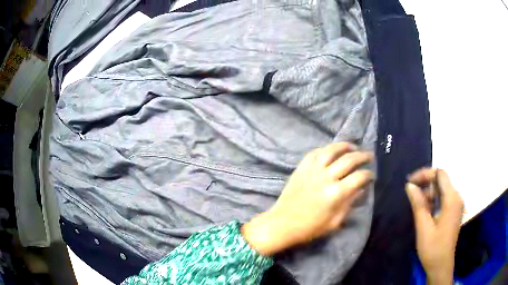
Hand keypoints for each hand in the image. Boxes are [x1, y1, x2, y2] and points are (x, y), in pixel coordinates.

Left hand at [242, 143, 373, 255]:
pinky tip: (331, 150)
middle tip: (369, 156)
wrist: (282, 224)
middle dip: (362, 156)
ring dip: (344, 146)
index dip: (369, 174)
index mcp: (336, 193)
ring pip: (331, 150)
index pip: (359, 177)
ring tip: (353, 147)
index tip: (372, 175)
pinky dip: (325, 149)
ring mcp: (312, 170)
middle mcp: (326, 177)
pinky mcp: (301, 168)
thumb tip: (361, 189)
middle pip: (349, 160)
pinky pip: (314, 153)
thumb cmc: (310, 228)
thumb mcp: (335, 222)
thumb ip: (350, 203)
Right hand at [405, 168, 463, 284]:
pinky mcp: (453, 211)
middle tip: (412, 197)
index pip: (440, 174)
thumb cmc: (433, 248)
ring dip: (429, 194)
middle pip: (441, 180)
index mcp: (452, 199)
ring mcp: (456, 204)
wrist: (441, 266)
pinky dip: (433, 201)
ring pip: (441, 189)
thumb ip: (418, 204)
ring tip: (417, 208)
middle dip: (426, 185)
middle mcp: (456, 197)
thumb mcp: (423, 227)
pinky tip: (425, 212)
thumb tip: (409, 185)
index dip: (425, 174)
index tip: (410, 182)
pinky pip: (443, 198)